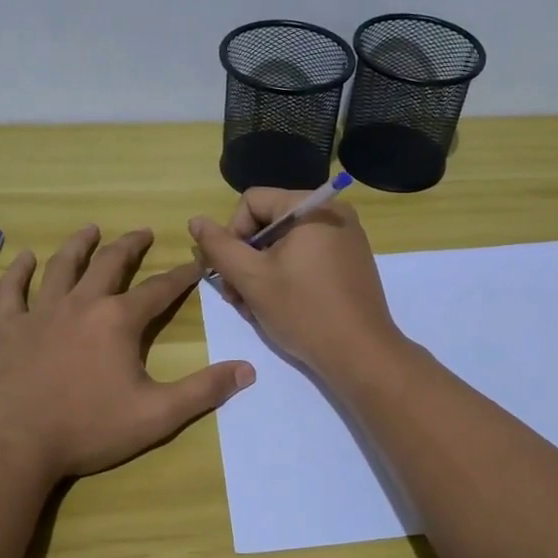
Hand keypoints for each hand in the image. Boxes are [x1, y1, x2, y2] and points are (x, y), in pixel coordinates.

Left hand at [0, 225, 254, 483]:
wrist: (14, 445)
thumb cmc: (88, 429)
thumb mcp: (157, 415)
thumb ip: (203, 391)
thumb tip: (247, 370)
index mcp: (118, 321)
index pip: (159, 290)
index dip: (182, 275)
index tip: (197, 263)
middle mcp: (81, 304)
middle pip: (110, 264)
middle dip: (130, 246)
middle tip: (143, 232)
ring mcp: (40, 313)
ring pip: (62, 267)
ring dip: (79, 245)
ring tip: (90, 230)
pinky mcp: (8, 329)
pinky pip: (12, 291)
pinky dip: (18, 272)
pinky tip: (24, 257)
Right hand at [188, 189, 405, 376]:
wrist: (361, 355)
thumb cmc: (303, 311)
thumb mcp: (251, 278)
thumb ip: (219, 246)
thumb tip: (196, 220)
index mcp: (313, 206)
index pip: (252, 201)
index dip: (232, 234)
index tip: (230, 272)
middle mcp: (333, 213)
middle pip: (268, 222)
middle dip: (245, 258)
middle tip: (235, 296)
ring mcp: (345, 238)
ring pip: (284, 244)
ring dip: (260, 272)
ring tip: (252, 307)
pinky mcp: (350, 262)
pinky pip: (306, 257)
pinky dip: (285, 276)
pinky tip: (276, 306)